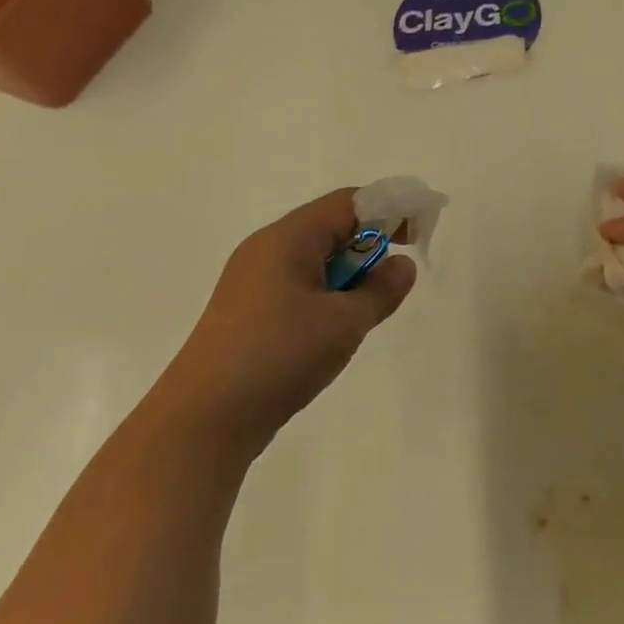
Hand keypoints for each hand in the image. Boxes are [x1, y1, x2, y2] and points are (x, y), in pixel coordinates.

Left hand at [152, 188, 415, 454]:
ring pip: (316, 260)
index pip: (349, 203)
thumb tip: (401, 266)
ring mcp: (253, 282)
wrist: (204, 419)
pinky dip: (328, 295)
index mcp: (287, 239)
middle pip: (331, 227)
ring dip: (350, 275)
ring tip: (366, 311)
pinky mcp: (248, 312)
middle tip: (396, 278)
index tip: (419, 237)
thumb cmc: (279, 356)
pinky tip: (336, 329)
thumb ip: (381, 290)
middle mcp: (266, 250)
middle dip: (371, 245)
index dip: (390, 210)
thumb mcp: (344, 322)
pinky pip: (299, 286)